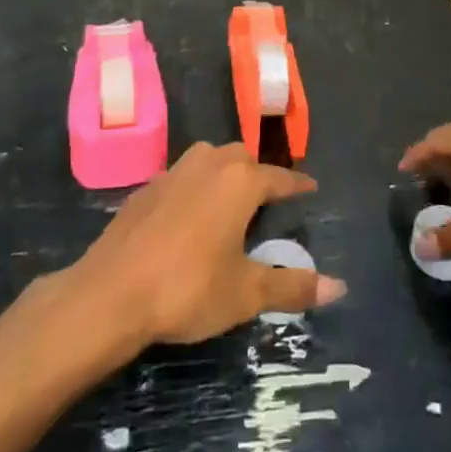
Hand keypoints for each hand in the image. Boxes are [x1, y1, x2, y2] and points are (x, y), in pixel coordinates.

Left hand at [69, 142, 345, 349]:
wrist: (110, 293)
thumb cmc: (187, 289)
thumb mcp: (246, 293)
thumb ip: (292, 286)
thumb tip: (340, 287)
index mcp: (239, 182)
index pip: (279, 177)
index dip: (297, 185)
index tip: (311, 188)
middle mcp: (208, 165)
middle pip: (241, 157)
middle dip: (258, 173)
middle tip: (267, 200)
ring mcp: (172, 173)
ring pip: (208, 159)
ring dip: (223, 173)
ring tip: (230, 203)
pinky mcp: (144, 189)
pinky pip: (181, 177)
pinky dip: (194, 187)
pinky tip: (190, 217)